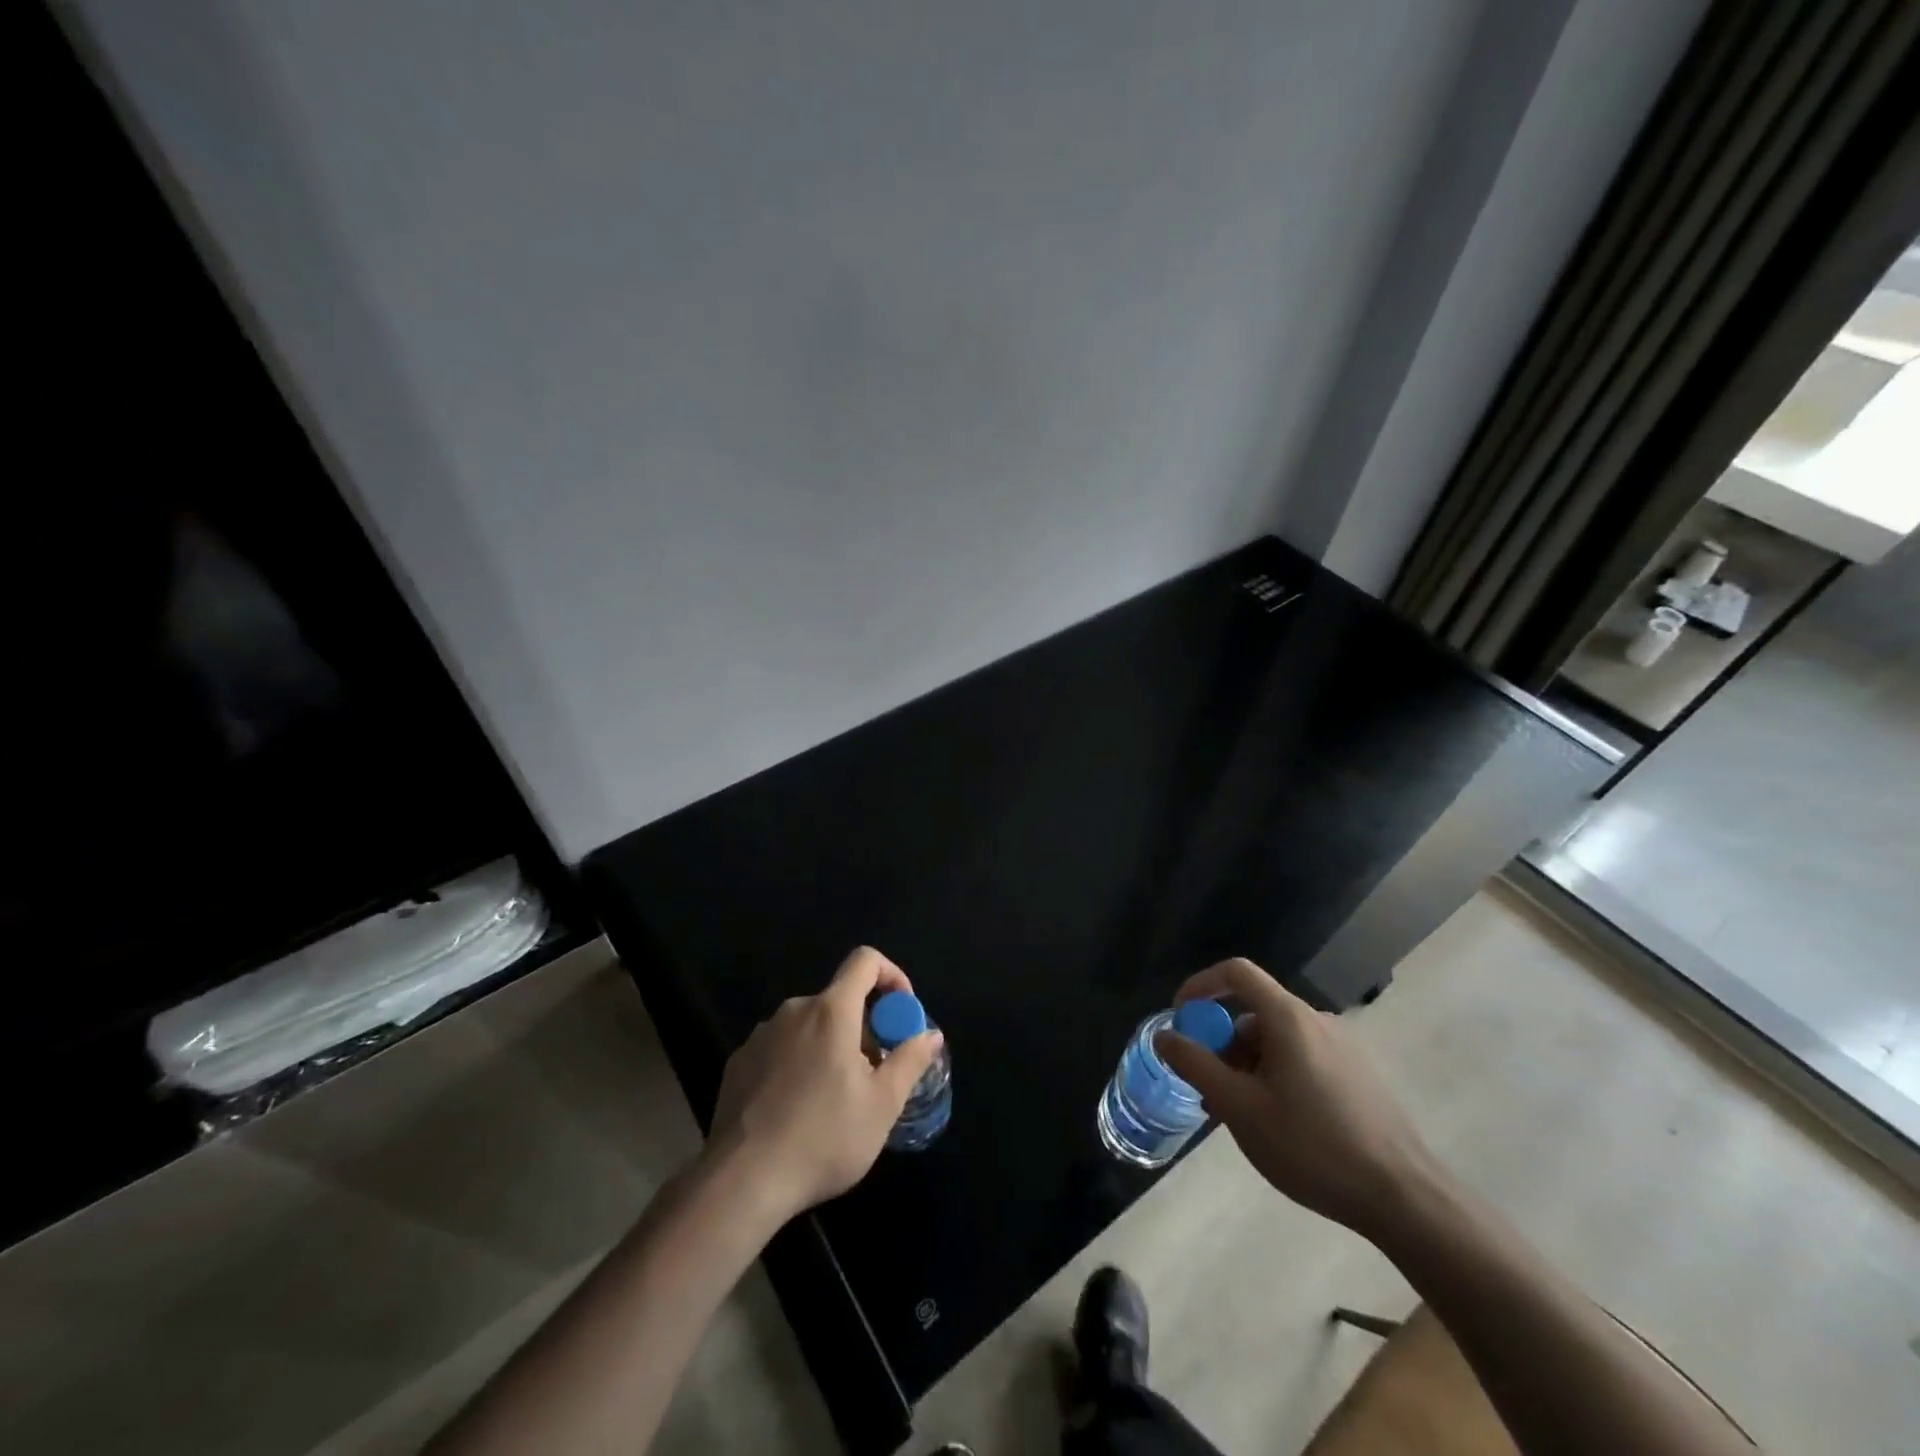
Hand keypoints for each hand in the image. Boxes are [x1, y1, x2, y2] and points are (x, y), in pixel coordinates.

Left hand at [705, 946, 941, 1225]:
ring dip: (831, 1046)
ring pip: (810, 1026)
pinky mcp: (739, 1062)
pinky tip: (798, 1109)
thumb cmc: (823, 1138)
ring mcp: (761, 1035)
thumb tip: (931, 1034)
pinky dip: (800, 1063)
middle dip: (864, 1027)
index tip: (900, 1015)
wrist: (742, 1181)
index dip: (892, 976)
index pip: (865, 960)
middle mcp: (794, 1011)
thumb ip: (910, 1061)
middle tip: (874, 1073)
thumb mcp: (882, 1105)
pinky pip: (781, 1048)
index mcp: (831, 1011)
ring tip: (837, 1098)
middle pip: (839, 999)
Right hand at [1154, 957, 1435, 1239]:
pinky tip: (1276, 1123)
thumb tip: (1164, 1035)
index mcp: (1288, 1017)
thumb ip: (1196, 1065)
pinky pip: (1302, 1059)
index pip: (1236, 972)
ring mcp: (1343, 1048)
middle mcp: (1317, 1021)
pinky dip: (1275, 1076)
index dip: (1201, 985)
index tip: (1181, 1019)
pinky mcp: (1358, 1076)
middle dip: (1221, 1043)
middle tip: (1207, 1088)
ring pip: (1277, 1041)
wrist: (1403, 1198)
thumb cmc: (1312, 1146)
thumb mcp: (1239, 1107)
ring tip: (1238, 1114)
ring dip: (1246, 1066)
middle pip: (1254, 1012)